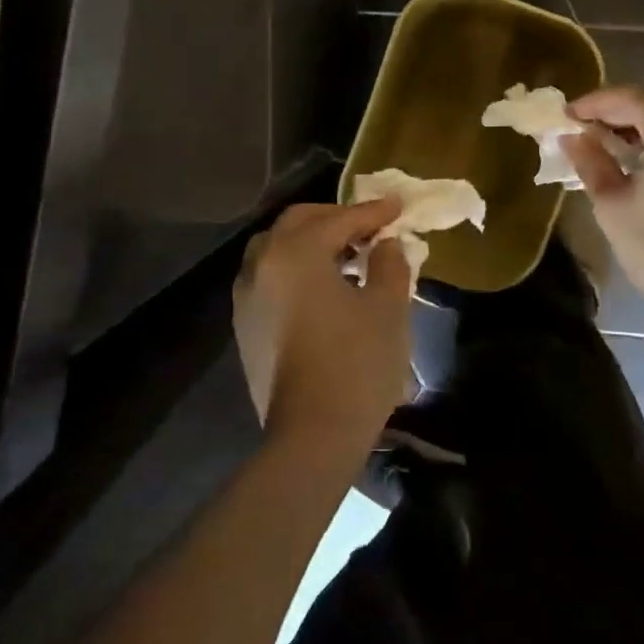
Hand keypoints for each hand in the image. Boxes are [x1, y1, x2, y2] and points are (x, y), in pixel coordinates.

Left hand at [232, 201, 411, 458]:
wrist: (312, 437)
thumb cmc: (356, 364)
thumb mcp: (387, 307)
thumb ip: (389, 263)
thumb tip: (386, 244)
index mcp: (295, 253)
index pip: (339, 219)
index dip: (372, 212)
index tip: (398, 206)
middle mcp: (262, 264)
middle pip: (298, 222)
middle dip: (336, 218)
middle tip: (370, 225)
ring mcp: (247, 296)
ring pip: (277, 247)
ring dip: (311, 241)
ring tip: (347, 253)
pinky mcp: (245, 325)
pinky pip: (269, 275)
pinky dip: (295, 266)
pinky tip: (323, 285)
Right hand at [563, 86, 643, 336]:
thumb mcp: (612, 204)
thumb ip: (590, 161)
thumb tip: (571, 136)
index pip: (628, 99)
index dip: (592, 103)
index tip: (563, 116)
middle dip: (611, 112)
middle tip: (576, 128)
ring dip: (631, 124)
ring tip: (596, 141)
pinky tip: (629, 155)